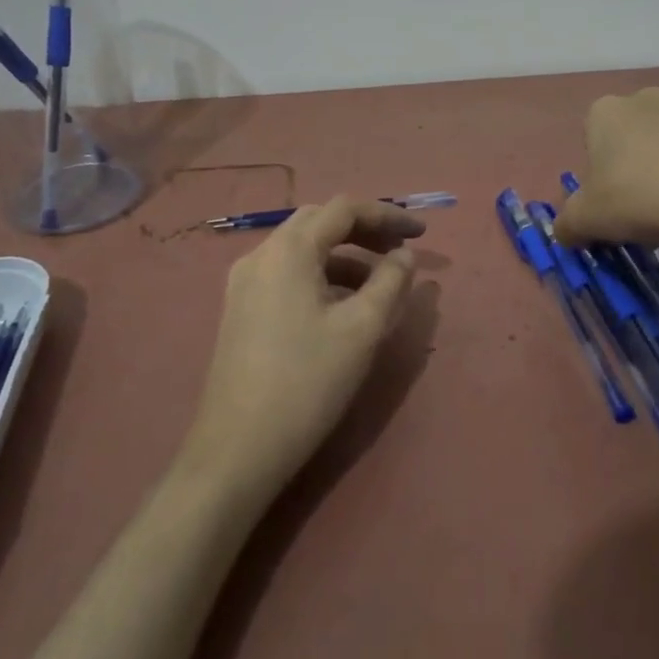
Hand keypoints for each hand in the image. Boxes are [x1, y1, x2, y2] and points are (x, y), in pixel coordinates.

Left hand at [180, 196, 424, 500]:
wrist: (237, 449)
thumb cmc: (307, 382)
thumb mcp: (362, 330)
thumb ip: (390, 282)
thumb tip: (404, 256)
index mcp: (288, 250)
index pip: (343, 209)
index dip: (387, 215)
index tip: (422, 233)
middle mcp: (260, 255)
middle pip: (319, 222)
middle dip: (364, 230)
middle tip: (399, 252)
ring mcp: (244, 283)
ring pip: (302, 250)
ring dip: (343, 256)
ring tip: (379, 284)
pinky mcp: (240, 309)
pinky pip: (287, 274)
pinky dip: (321, 276)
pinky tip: (341, 306)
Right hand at [552, 87, 658, 249]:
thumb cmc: (642, 200)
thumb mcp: (588, 221)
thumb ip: (567, 223)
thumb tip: (564, 231)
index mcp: (606, 112)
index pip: (593, 136)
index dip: (599, 170)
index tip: (611, 200)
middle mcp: (649, 98)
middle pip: (636, 130)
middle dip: (638, 158)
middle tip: (646, 201)